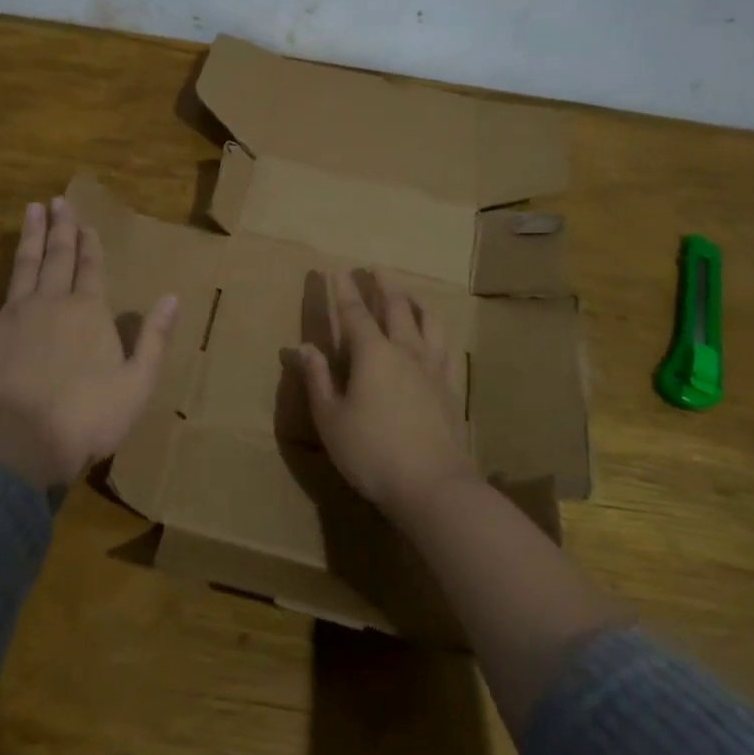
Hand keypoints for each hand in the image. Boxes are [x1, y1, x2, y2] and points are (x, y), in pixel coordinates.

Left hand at [0, 195, 177, 489]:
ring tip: (31, 210)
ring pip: (23, 265)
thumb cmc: (89, 417)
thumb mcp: (138, 382)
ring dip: (29, 237)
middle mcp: (52, 301)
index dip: (91, 245)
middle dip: (61, 228)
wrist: (24, 443)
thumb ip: (154, 337)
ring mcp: (14, 313)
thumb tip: (173, 296)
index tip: (88, 224)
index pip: (92, 268)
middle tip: (58, 201)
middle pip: (58, 257)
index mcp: (89, 312)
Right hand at [298, 269, 478, 522]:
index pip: (354, 313)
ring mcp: (432, 368)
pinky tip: (435, 335)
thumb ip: (318, 379)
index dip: (343, 290)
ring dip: (415, 300)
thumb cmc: (371, 452)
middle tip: (375, 268)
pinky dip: (437, 331)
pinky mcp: (450, 388)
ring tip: (408, 292)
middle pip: (396, 307)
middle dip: (383, 284)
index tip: (335, 269)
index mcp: (372, 354)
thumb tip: (303, 347)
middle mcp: (405, 351)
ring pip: (428, 321)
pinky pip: (445, 347)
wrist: (433, 486)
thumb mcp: (330, 419)